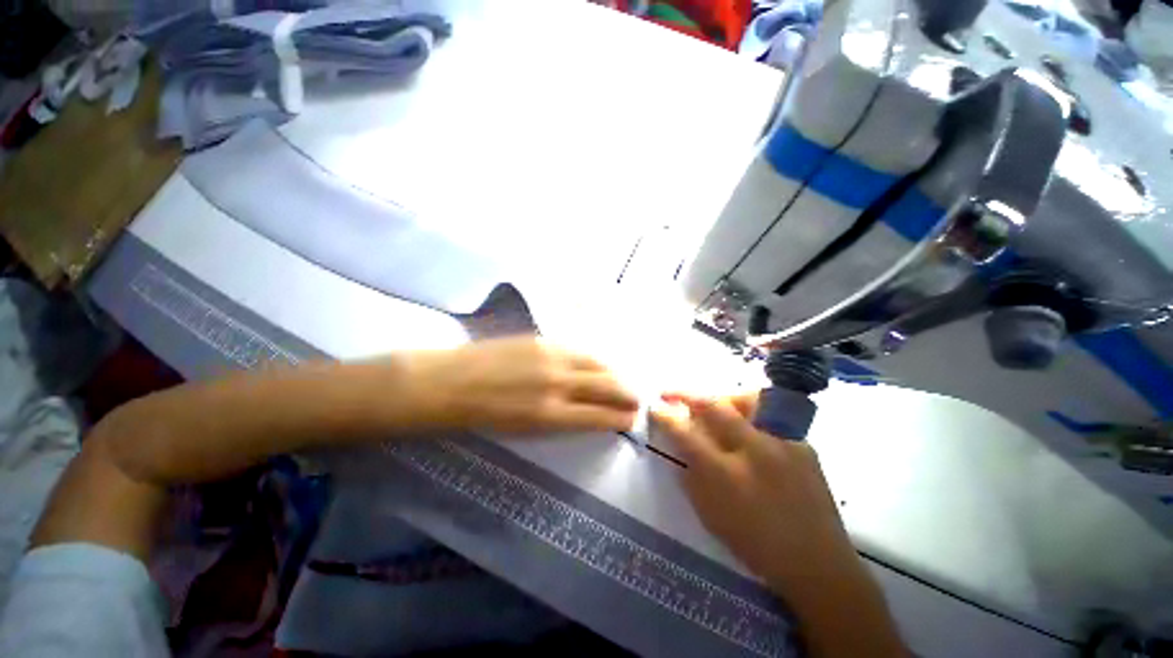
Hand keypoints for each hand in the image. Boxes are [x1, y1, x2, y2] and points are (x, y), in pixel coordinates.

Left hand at [404, 337, 639, 434]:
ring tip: (623, 381)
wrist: (450, 383)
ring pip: (598, 363)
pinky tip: (601, 362)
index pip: (599, 415)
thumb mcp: (525, 430)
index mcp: (551, 415)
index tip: (632, 418)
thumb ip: (561, 419)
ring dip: (616, 373)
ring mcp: (553, 357)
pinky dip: (596, 359)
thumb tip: (588, 412)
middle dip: (628, 394)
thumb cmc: (484, 416)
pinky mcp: (544, 340)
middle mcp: (558, 384)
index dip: (620, 418)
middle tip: (637, 399)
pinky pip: (580, 349)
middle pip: (607, 386)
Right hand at [650, 392, 857, 596]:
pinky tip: (750, 428)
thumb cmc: (755, 544)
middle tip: (671, 393)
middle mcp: (753, 451)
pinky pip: (771, 416)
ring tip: (717, 406)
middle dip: (686, 394)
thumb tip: (680, 444)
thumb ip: (691, 475)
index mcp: (726, 475)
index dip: (666, 416)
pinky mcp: (803, 444)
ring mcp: (782, 444)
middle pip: (714, 406)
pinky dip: (751, 414)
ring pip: (747, 399)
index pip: (686, 433)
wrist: (816, 562)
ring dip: (723, 398)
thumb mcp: (710, 515)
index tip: (655, 407)